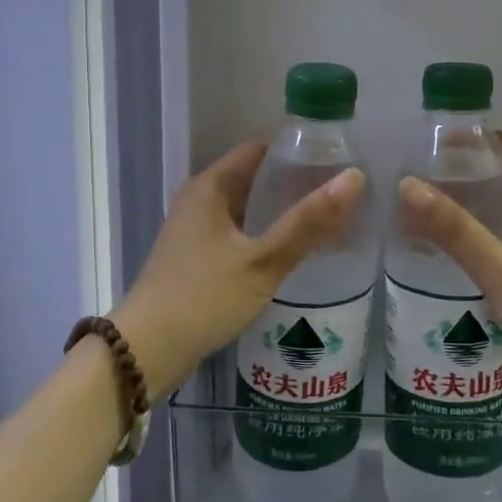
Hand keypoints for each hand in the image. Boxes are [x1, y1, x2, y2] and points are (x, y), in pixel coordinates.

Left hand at [113, 141, 365, 395]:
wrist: (148, 350)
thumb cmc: (204, 298)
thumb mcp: (263, 261)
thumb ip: (307, 222)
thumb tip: (354, 178)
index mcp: (210, 186)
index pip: (259, 150)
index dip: (296, 151)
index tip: (334, 159)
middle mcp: (199, 199)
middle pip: (252, 178)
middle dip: (292, 182)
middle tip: (337, 192)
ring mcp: (194, 229)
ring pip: (245, 208)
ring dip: (278, 211)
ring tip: (323, 219)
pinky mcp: (195, 256)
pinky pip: (236, 232)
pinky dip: (263, 233)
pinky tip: (290, 250)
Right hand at [396, 133, 501, 423]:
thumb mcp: (501, 269)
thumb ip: (456, 230)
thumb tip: (409, 186)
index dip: (490, 141)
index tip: (447, 137)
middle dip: (474, 174)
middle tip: (427, 172)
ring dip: (473, 211)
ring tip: (428, 208)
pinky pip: (501, 253)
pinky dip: (475, 245)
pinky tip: (445, 257)